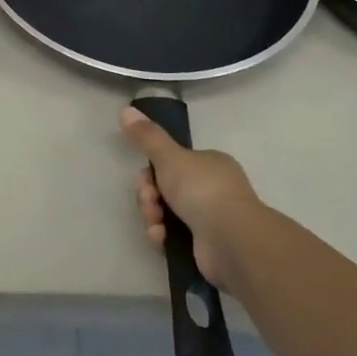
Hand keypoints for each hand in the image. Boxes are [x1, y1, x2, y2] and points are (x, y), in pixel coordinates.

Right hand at [120, 107, 262, 288]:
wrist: (231, 240)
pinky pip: (175, 235)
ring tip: (155, 226)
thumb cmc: (202, 190)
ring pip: (167, 212)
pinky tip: (161, 239)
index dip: (151, 171)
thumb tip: (126, 110)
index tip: (145, 179)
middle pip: (165, 188)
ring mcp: (211, 218)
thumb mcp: (169, 157)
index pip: (171, 162)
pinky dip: (164, 236)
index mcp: (209, 163)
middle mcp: (212, 188)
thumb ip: (147, 136)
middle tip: (149, 202)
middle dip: (149, 196)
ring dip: (153, 217)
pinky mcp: (206, 245)